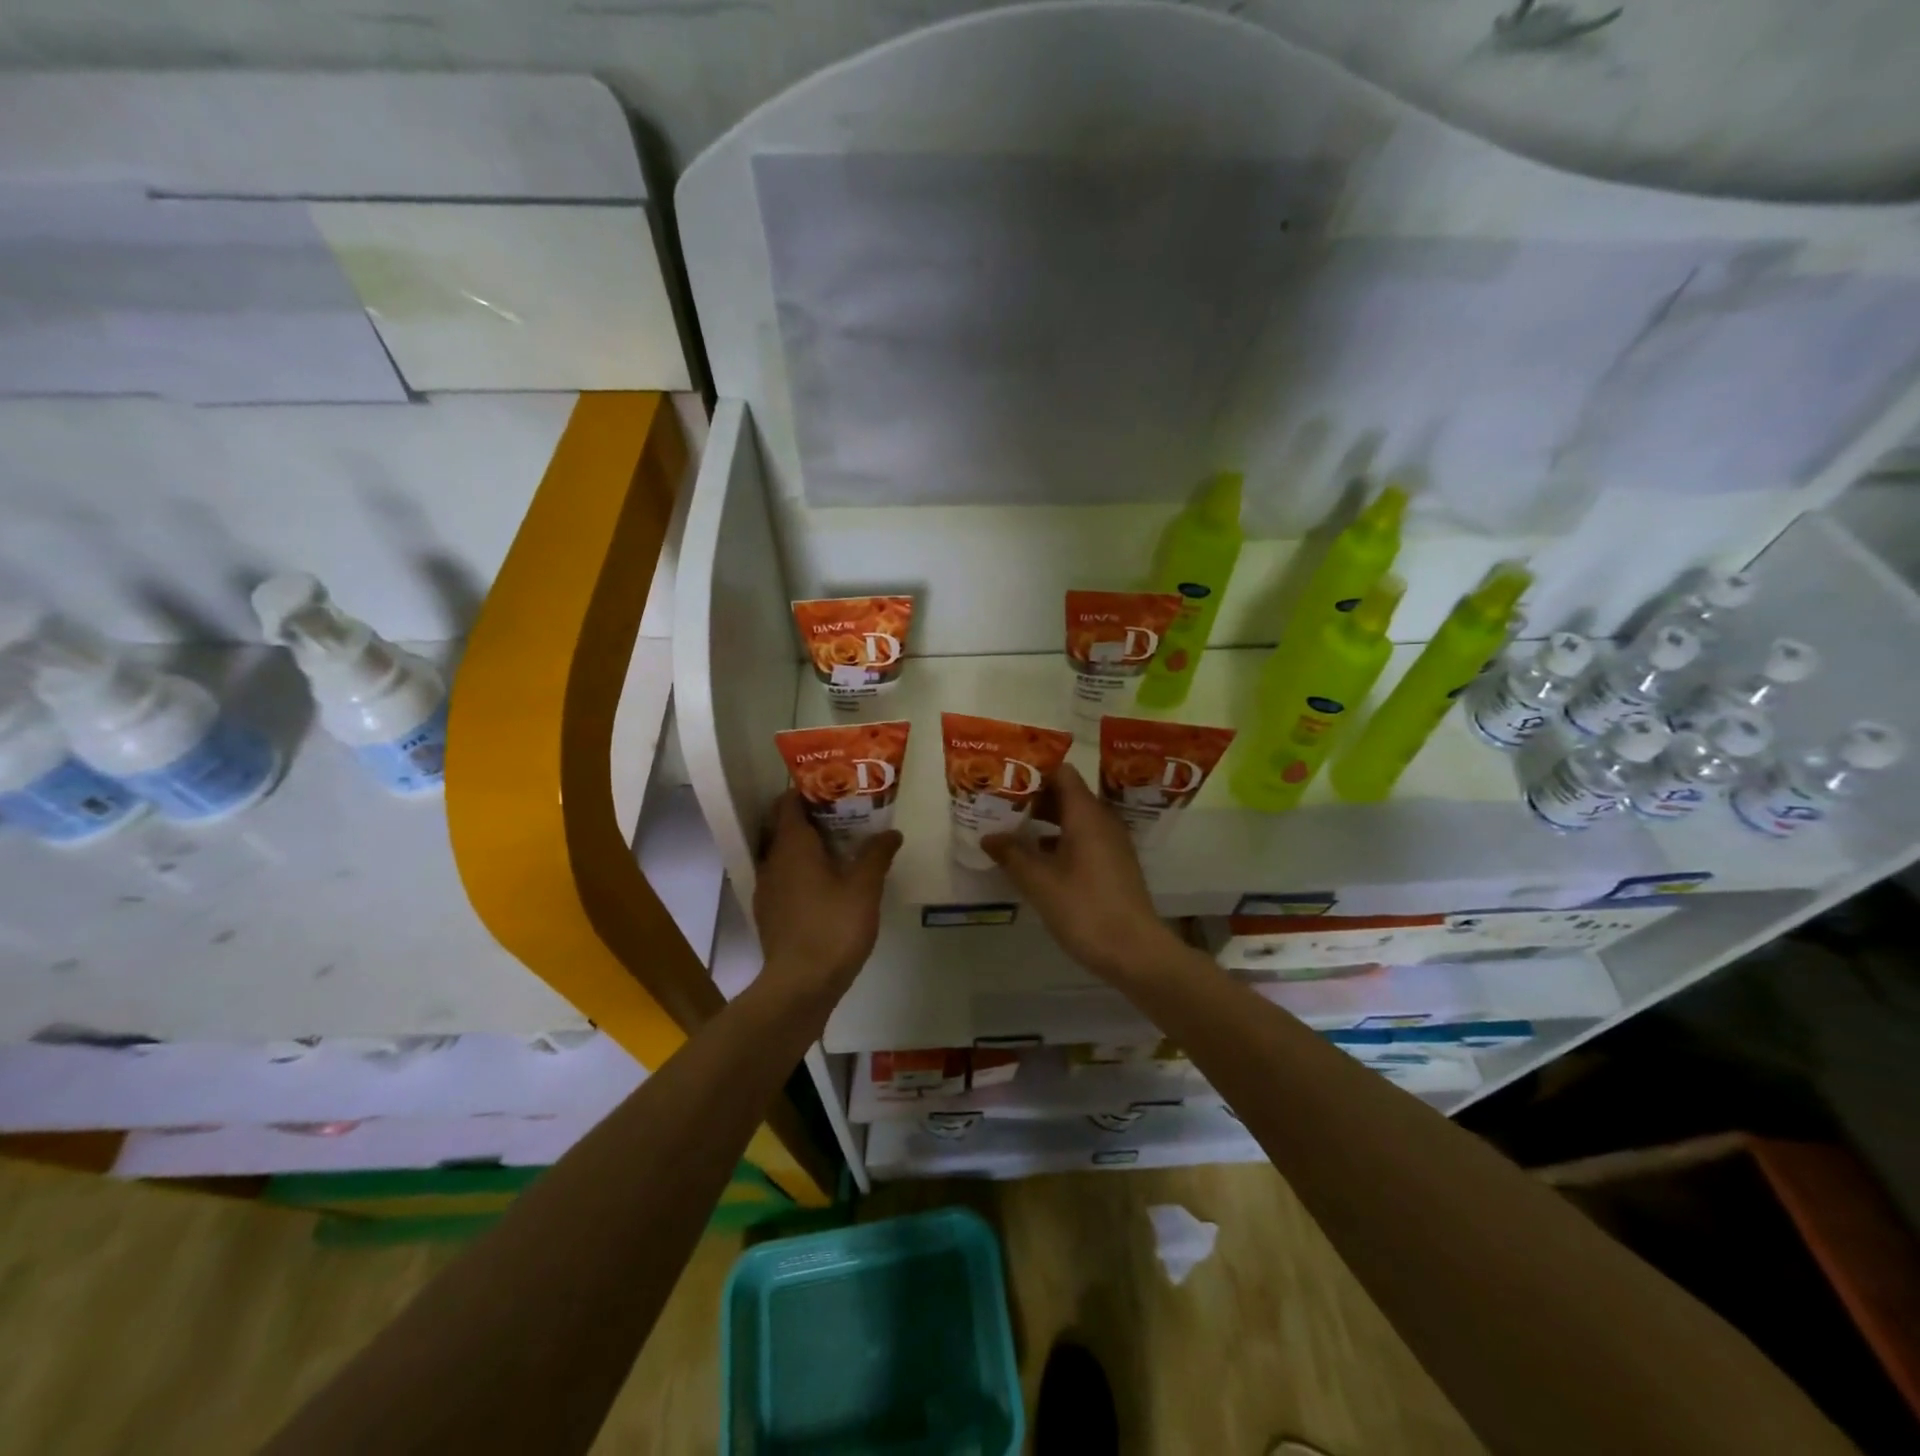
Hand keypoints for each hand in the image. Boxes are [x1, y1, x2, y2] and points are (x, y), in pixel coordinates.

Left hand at [752, 792, 901, 999]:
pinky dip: (800, 871)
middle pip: (783, 827)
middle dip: (809, 817)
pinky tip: (825, 884)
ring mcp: (766, 889)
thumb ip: (877, 855)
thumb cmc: (833, 927)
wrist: (800, 985)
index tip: (833, 787)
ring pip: (782, 854)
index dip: (807, 791)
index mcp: (791, 846)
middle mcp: (772, 861)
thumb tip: (891, 833)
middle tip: (843, 815)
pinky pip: (782, 878)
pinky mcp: (768, 913)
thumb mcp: (864, 888)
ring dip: (805, 847)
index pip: (787, 803)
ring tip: (838, 847)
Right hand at [981, 763, 1185, 984]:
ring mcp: (1111, 843)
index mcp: (1086, 814)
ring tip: (1010, 826)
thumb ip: (1011, 854)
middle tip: (999, 801)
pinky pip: (1082, 837)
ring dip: (1044, 819)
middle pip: (1066, 793)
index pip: (1061, 772)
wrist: (1135, 952)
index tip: (1004, 775)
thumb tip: (989, 836)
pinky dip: (1058, 838)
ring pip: (1073, 817)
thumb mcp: (1039, 882)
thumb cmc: (1085, 909)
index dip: (1033, 770)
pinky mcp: (1113, 864)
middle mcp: (1102, 820)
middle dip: (1033, 795)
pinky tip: (1035, 856)